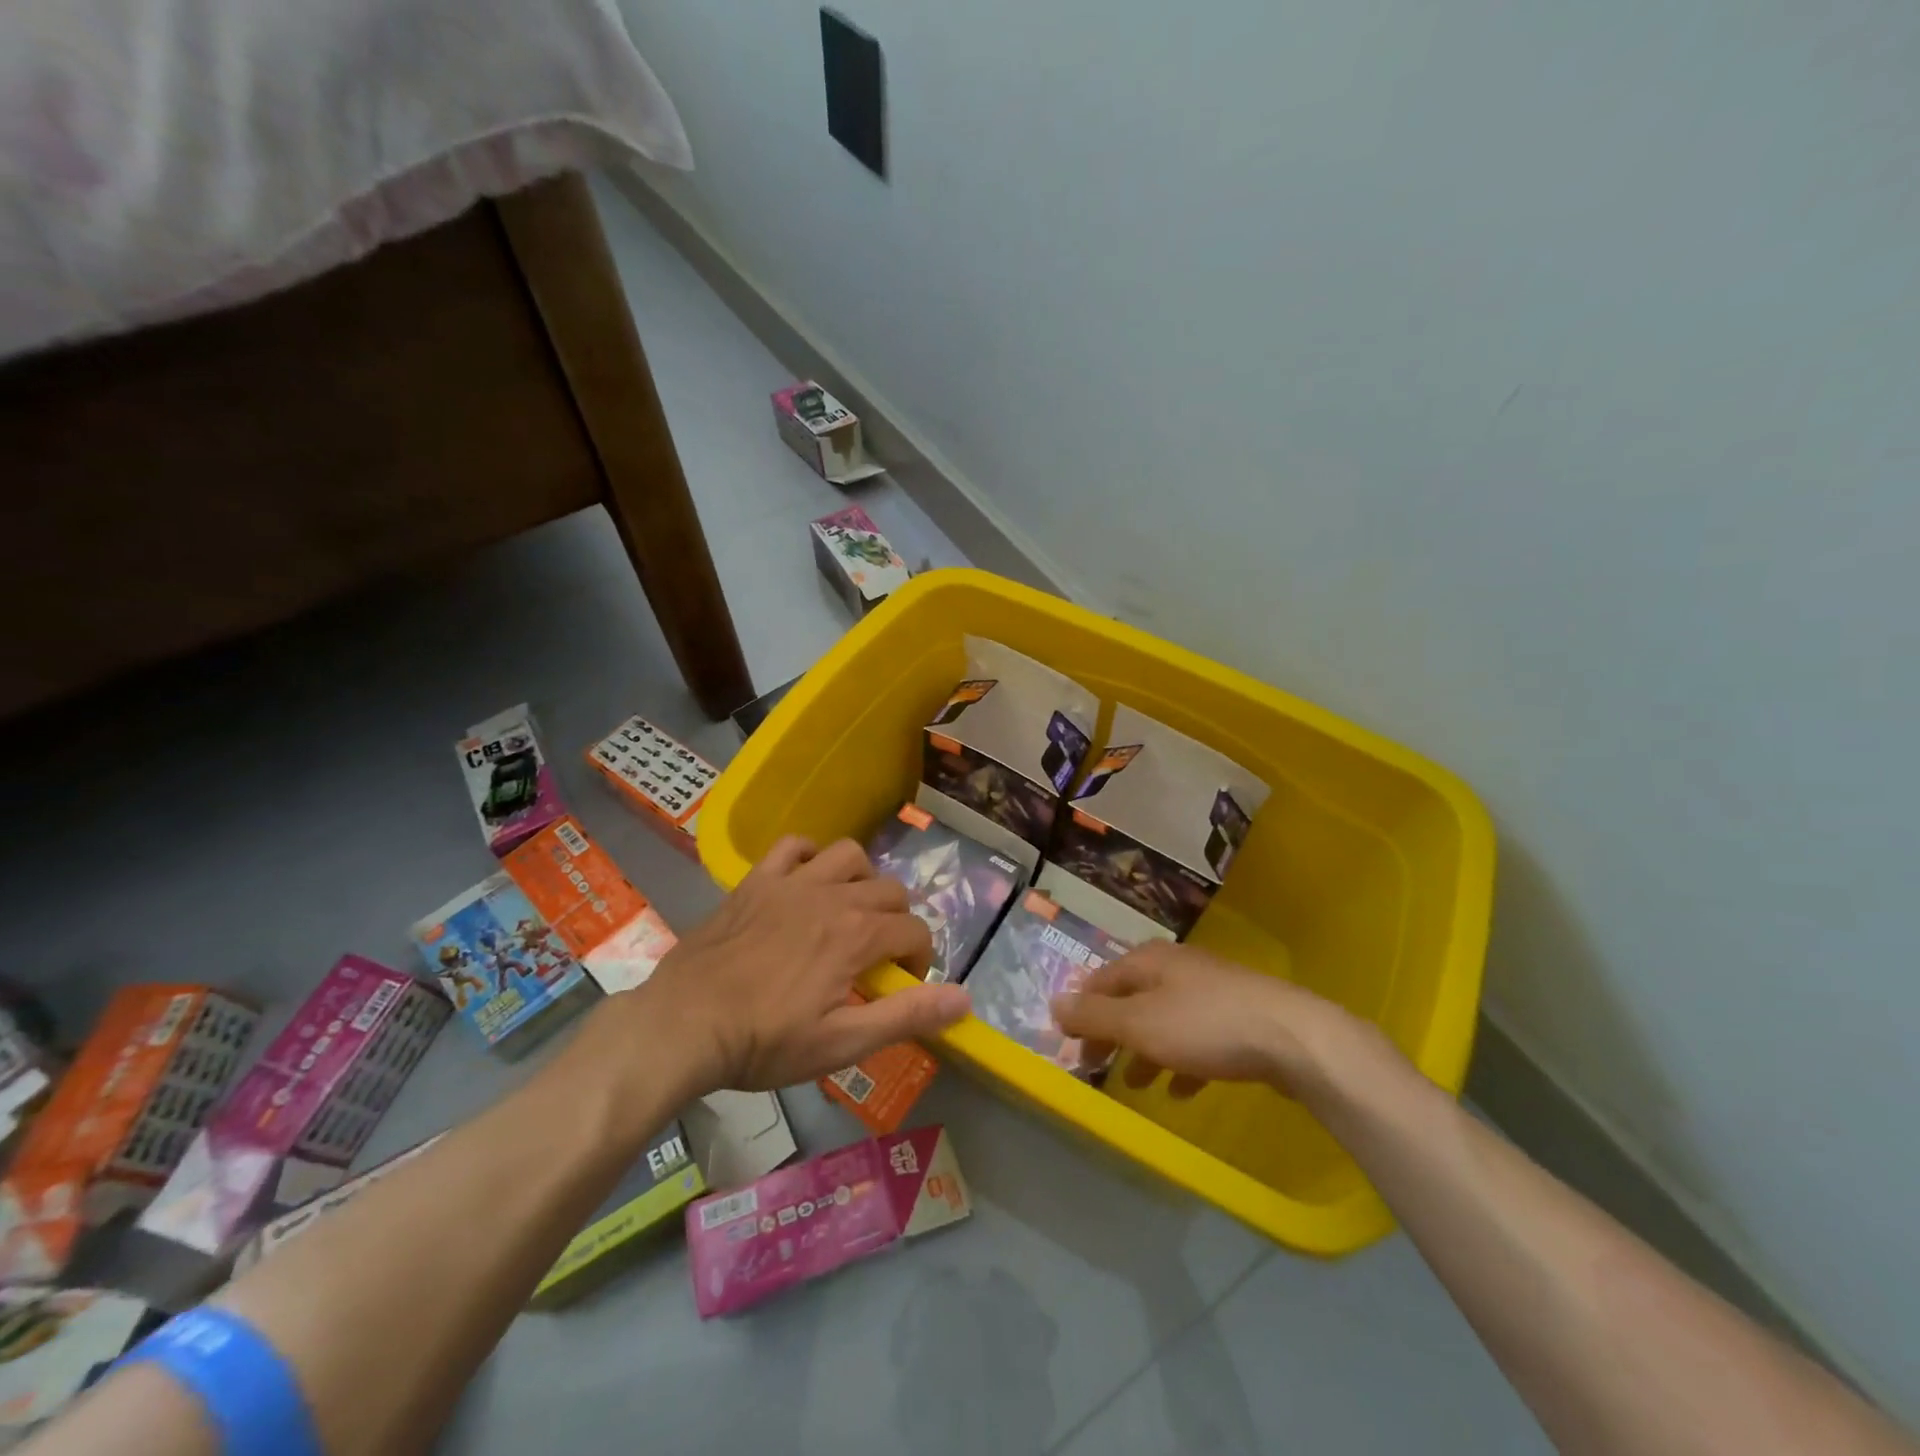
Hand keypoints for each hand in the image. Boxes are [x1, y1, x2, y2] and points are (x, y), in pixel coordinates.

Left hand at [639, 836, 969, 1092]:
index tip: (901, 984)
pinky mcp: (757, 880)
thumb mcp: (842, 1042)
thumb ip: (906, 1015)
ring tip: (849, 911)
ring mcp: (793, 882)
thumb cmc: (765, 1041)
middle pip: (890, 890)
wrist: (685, 1024)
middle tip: (877, 957)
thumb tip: (964, 998)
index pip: (914, 931)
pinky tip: (806, 881)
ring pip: (850, 855)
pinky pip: (794, 845)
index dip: (918, 959)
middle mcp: (833, 896)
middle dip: (897, 921)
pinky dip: (809, 856)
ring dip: (861, 879)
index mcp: (858, 935)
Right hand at [1051, 941, 1356, 1098]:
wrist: (1293, 1038)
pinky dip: (1182, 1060)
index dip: (1081, 1013)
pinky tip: (1182, 1089)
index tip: (1070, 1048)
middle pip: (1131, 999)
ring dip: (1145, 1051)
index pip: (1099, 981)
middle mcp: (1176, 967)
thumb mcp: (1138, 1022)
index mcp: (1148, 960)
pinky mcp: (1237, 1016)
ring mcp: (1210, 990)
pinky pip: (1197, 1038)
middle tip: (1097, 1069)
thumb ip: (1094, 1015)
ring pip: (1163, 1020)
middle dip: (1112, 1034)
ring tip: (1138, 1084)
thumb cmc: (1205, 1026)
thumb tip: (1053, 1003)